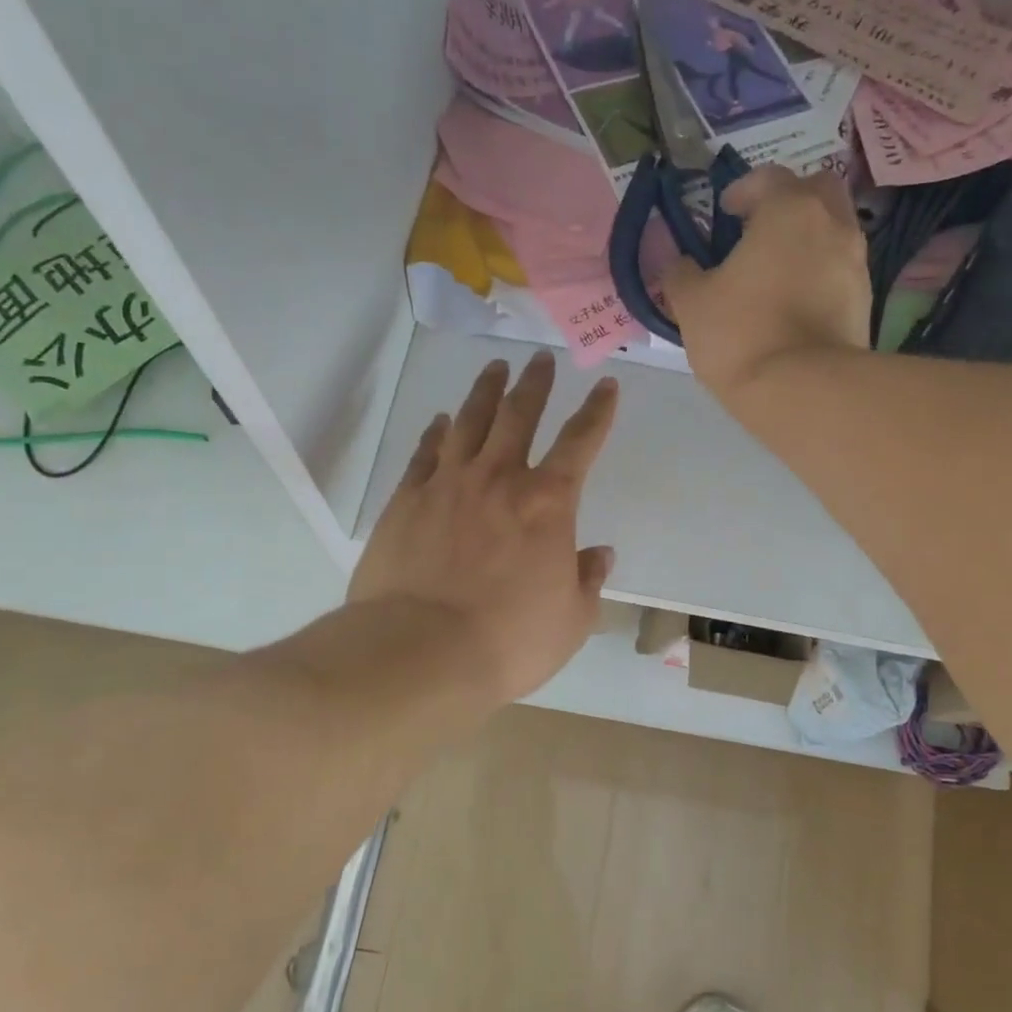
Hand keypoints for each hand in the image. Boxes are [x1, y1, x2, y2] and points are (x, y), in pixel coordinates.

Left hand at [349, 354, 617, 704]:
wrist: (421, 652)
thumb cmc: (510, 640)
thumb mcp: (572, 620)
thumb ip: (587, 580)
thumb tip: (599, 554)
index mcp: (547, 503)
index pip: (580, 442)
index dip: (597, 412)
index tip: (605, 385)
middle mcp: (498, 479)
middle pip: (518, 415)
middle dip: (534, 384)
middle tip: (540, 359)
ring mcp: (447, 484)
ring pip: (469, 422)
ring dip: (485, 392)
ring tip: (495, 369)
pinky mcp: (406, 501)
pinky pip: (425, 453)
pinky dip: (436, 432)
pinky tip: (441, 421)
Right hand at [662, 165, 869, 402]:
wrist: (803, 391)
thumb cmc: (741, 334)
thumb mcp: (692, 304)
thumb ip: (681, 274)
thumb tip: (679, 264)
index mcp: (789, 210)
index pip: (769, 177)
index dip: (743, 189)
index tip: (725, 210)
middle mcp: (832, 224)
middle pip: (817, 190)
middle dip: (790, 201)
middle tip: (761, 228)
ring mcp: (856, 262)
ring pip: (835, 230)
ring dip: (809, 238)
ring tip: (778, 269)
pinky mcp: (865, 300)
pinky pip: (841, 269)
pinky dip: (821, 272)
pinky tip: (797, 301)